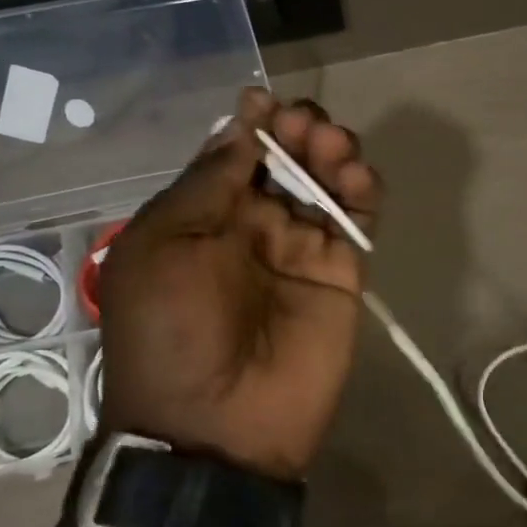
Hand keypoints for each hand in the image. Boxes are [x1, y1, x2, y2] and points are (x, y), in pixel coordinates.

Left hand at [96, 88, 381, 479]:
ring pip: (327, 180)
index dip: (252, 123)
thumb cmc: (171, 330)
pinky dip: (364, 190)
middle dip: (296, 130)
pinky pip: (359, 219)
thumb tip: (241, 125)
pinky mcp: (343, 271)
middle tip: (301, 127)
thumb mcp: (162, 246)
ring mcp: (302, 247)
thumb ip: (207, 183)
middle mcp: (254, 225)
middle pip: (286, 158)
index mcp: (204, 216)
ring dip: (331, 150)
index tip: (263, 101)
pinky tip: (356, 177)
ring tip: (329, 146)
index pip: (236, 153)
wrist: (215, 425)